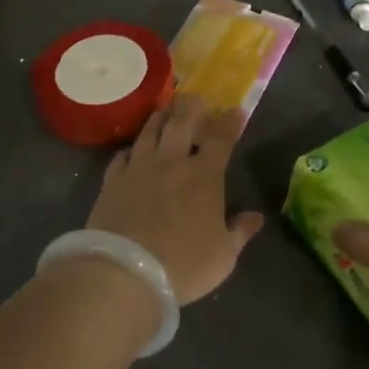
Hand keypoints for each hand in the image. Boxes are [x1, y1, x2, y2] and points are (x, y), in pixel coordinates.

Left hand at [85, 95, 264, 304]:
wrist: (125, 271)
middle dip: (192, 106)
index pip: (221, 139)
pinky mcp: (112, 180)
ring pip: (150, 131)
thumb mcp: (223, 256)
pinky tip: (132, 149)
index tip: (235, 110)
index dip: (229, 122)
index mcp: (203, 176)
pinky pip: (123, 155)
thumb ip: (239, 232)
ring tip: (165, 108)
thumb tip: (256, 217)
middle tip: (195, 96)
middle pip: (182, 123)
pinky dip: (131, 148)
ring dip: (160, 117)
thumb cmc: (183, 265)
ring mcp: (138, 167)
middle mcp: (171, 162)